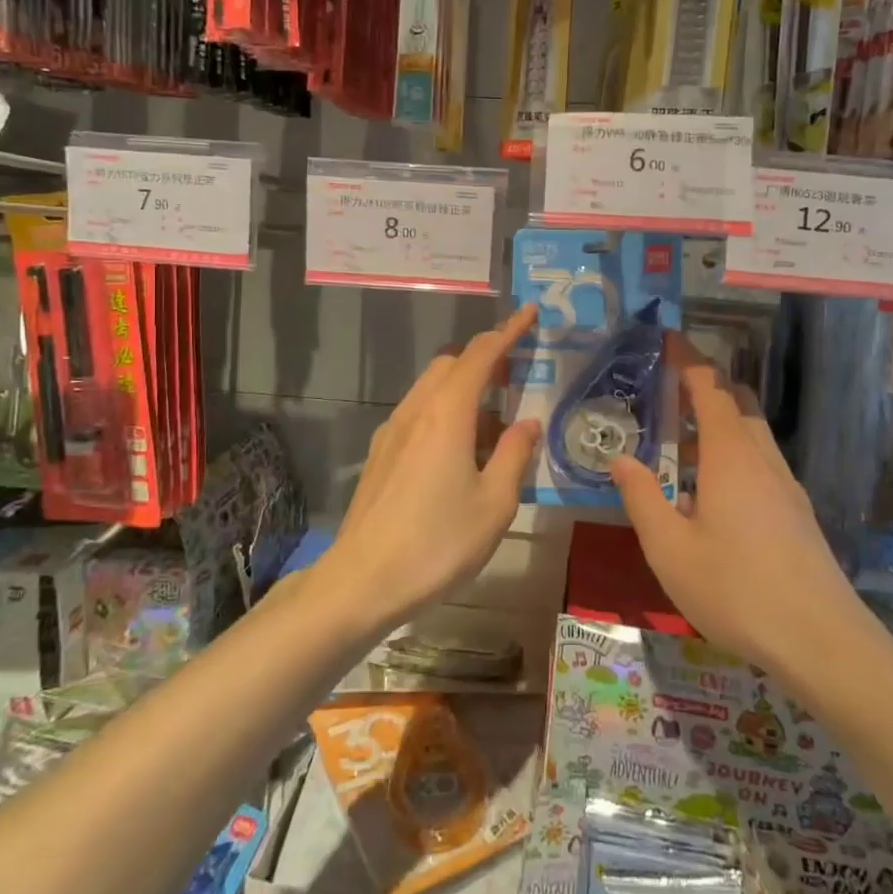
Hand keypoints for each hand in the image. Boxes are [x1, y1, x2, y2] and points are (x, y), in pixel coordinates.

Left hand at [320, 305, 541, 631]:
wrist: (363, 580)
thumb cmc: (438, 542)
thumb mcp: (494, 503)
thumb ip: (514, 455)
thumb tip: (526, 423)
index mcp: (447, 413)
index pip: (480, 354)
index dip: (508, 331)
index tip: (529, 313)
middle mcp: (416, 410)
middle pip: (451, 364)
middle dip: (484, 359)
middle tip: (515, 379)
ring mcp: (392, 431)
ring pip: (431, 388)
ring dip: (463, 389)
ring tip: (492, 426)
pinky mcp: (381, 453)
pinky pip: (418, 413)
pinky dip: (444, 412)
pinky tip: (458, 453)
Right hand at [609, 333, 875, 681]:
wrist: (821, 641)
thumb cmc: (735, 589)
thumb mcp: (669, 548)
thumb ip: (641, 497)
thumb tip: (621, 458)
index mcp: (730, 455)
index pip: (708, 387)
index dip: (687, 357)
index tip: (667, 336)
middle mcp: (762, 458)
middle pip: (736, 401)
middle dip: (703, 385)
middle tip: (666, 388)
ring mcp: (785, 485)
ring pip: (751, 432)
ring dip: (718, 421)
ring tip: (679, 441)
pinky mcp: (796, 511)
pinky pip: (760, 461)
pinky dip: (732, 451)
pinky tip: (710, 491)